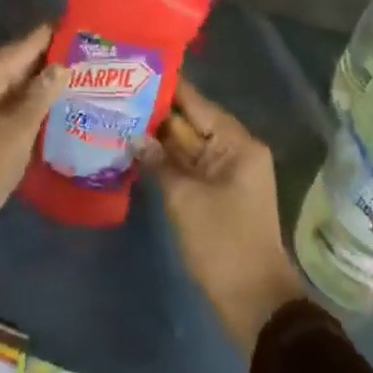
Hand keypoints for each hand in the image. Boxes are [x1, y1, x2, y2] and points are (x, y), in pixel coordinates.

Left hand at [0, 24, 64, 267]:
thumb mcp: (15, 131)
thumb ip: (39, 97)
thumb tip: (60, 65)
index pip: (22, 47)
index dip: (47, 36)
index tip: (75, 24)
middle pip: (15, 67)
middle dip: (47, 62)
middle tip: (83, 55)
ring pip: (11, 92)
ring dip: (38, 88)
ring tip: (74, 83)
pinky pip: (5, 113)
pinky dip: (27, 111)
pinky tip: (48, 117)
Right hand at [136, 80, 307, 355]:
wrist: (254, 304)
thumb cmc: (224, 243)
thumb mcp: (186, 199)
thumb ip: (159, 162)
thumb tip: (134, 136)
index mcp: (237, 144)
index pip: (196, 103)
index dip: (167, 87)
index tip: (135, 68)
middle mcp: (233, 151)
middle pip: (190, 122)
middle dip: (156, 113)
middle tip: (117, 93)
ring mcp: (224, 173)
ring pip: (186, 145)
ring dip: (157, 138)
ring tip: (118, 115)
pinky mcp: (215, 194)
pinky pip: (187, 167)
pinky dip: (165, 160)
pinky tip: (134, 151)